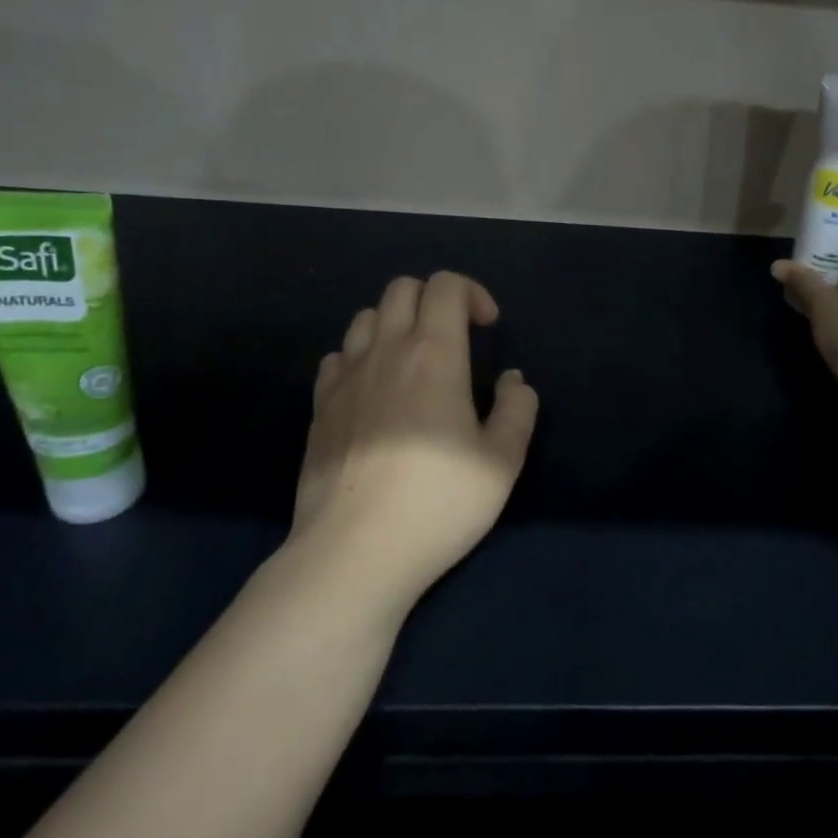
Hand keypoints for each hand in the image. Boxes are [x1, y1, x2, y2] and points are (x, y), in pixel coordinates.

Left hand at [290, 271, 538, 616]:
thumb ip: (518, 410)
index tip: (488, 327)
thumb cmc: (437, 503)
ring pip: (366, 317)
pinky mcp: (319, 407)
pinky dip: (360, 357)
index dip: (472, 293)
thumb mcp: (502, 462)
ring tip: (413, 361)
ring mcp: (345, 377)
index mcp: (433, 353)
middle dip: (434, 298)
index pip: (445, 285)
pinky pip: (338, 357)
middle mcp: (385, 351)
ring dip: (395, 323)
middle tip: (454, 337)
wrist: (353, 552)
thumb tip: (513, 381)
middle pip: (402, 288)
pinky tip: (373, 391)